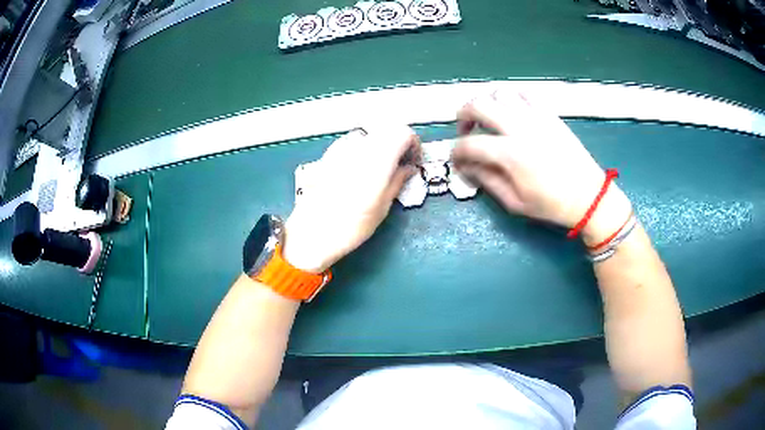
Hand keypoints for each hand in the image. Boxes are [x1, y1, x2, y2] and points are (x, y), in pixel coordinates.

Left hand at [283, 125, 420, 272]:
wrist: (312, 233)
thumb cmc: (352, 225)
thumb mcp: (383, 206)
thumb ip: (398, 180)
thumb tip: (408, 167)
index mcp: (378, 157)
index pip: (403, 133)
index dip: (413, 144)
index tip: (413, 160)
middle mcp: (360, 145)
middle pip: (387, 130)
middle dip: (398, 143)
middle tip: (400, 164)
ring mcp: (341, 147)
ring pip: (370, 135)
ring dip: (380, 145)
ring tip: (380, 168)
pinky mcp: (328, 153)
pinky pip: (353, 142)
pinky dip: (363, 149)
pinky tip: (359, 169)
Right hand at [452, 91, 631, 244]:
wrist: (589, 196)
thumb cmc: (552, 205)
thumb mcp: (515, 202)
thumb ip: (487, 181)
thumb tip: (467, 167)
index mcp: (510, 154)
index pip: (469, 144)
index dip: (456, 152)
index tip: (457, 161)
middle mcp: (520, 127)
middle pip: (479, 105)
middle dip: (462, 115)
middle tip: (464, 130)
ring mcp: (536, 116)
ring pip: (499, 93)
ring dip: (486, 102)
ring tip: (487, 118)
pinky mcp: (549, 113)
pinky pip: (524, 93)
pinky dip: (511, 97)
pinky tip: (511, 110)